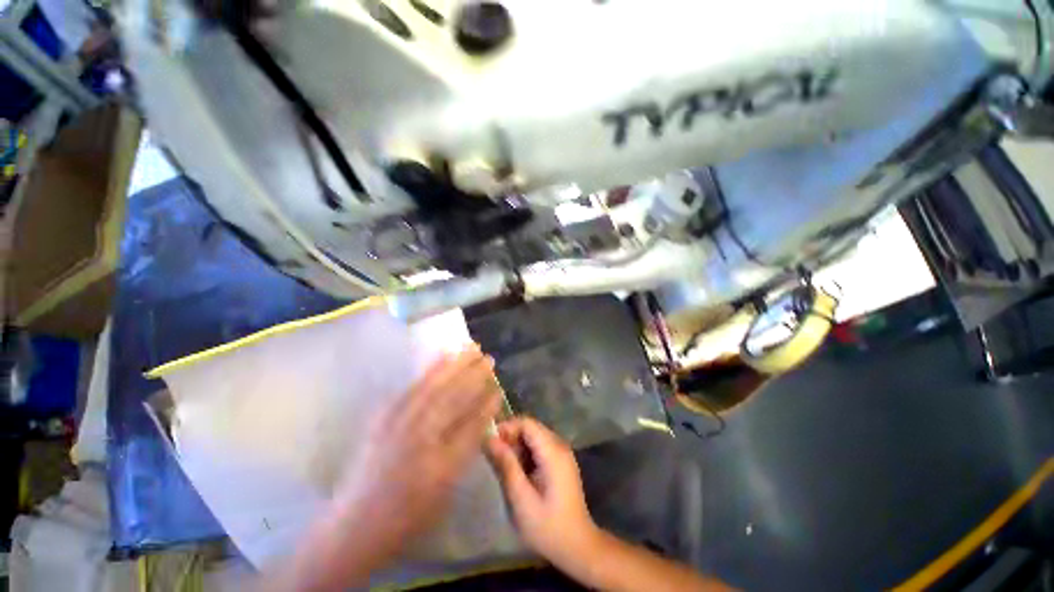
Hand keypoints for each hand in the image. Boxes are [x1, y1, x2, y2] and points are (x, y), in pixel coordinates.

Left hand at [333, 347, 501, 561]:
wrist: (354, 526)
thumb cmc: (406, 517)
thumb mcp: (445, 492)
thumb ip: (464, 453)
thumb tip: (480, 422)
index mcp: (442, 465)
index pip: (473, 424)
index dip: (488, 404)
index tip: (498, 388)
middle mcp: (423, 439)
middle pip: (455, 398)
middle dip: (475, 375)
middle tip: (489, 358)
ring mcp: (401, 424)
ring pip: (435, 385)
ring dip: (456, 364)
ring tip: (470, 347)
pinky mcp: (385, 417)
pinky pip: (413, 386)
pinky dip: (430, 368)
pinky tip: (442, 357)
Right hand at [486, 417, 600, 565]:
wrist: (578, 546)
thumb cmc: (548, 526)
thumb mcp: (522, 498)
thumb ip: (506, 465)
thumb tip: (490, 439)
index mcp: (553, 452)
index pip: (527, 423)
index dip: (507, 427)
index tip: (490, 443)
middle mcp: (560, 445)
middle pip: (531, 427)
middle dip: (511, 437)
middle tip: (494, 457)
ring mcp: (562, 453)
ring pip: (534, 436)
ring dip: (517, 446)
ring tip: (504, 466)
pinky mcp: (561, 461)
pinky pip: (540, 446)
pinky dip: (526, 453)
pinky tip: (518, 471)